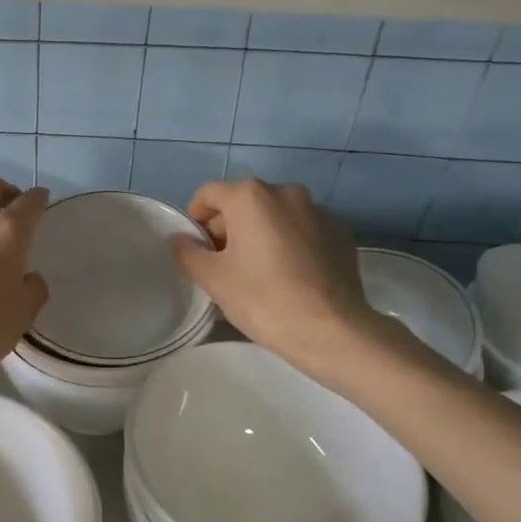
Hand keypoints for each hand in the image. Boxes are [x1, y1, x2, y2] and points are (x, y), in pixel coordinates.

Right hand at [170, 179, 377, 371]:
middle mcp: (286, 192)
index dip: (195, 218)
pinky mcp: (341, 233)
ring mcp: (319, 211)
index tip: (196, 248)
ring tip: (258, 271)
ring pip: (275, 215)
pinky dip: (290, 243)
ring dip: (260, 234)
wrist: (331, 330)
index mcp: (250, 196)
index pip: (208, 194)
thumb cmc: (262, 298)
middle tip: (224, 264)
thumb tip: (179, 239)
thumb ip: (188, 252)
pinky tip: (289, 275)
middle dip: (228, 227)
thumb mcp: (213, 278)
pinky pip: (303, 230)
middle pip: (244, 202)